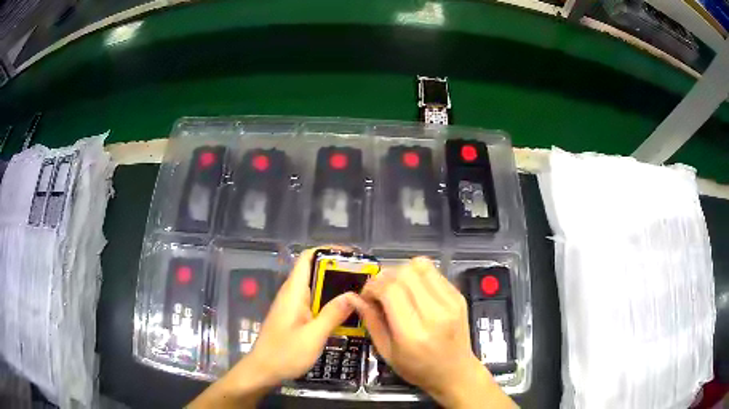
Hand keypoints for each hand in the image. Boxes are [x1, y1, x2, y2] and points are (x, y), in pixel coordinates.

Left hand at [188, 247, 355, 408]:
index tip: (352, 256)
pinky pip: (314, 302)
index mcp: (294, 291)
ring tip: (361, 292)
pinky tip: (346, 313)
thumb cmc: (285, 353)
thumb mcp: (313, 336)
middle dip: (338, 270)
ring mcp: (292, 306)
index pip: (307, 257)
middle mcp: (292, 293)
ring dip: (336, 287)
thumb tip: (354, 294)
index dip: (328, 251)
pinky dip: (330, 302)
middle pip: (314, 271)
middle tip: (364, 277)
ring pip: (316, 288)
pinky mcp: (294, 317)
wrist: (263, 371)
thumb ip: (333, 314)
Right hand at [349, 257, 515, 408]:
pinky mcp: (459, 296)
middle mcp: (435, 313)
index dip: (373, 286)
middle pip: (405, 273)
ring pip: (421, 265)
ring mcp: (451, 302)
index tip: (367, 296)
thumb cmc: (418, 369)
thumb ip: (371, 322)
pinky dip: (418, 275)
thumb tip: (355, 298)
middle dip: (385, 277)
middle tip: (380, 292)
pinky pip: (434, 272)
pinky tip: (414, 291)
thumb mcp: (387, 352)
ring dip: (402, 271)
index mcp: (413, 333)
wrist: (456, 372)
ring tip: (397, 288)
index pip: (390, 290)